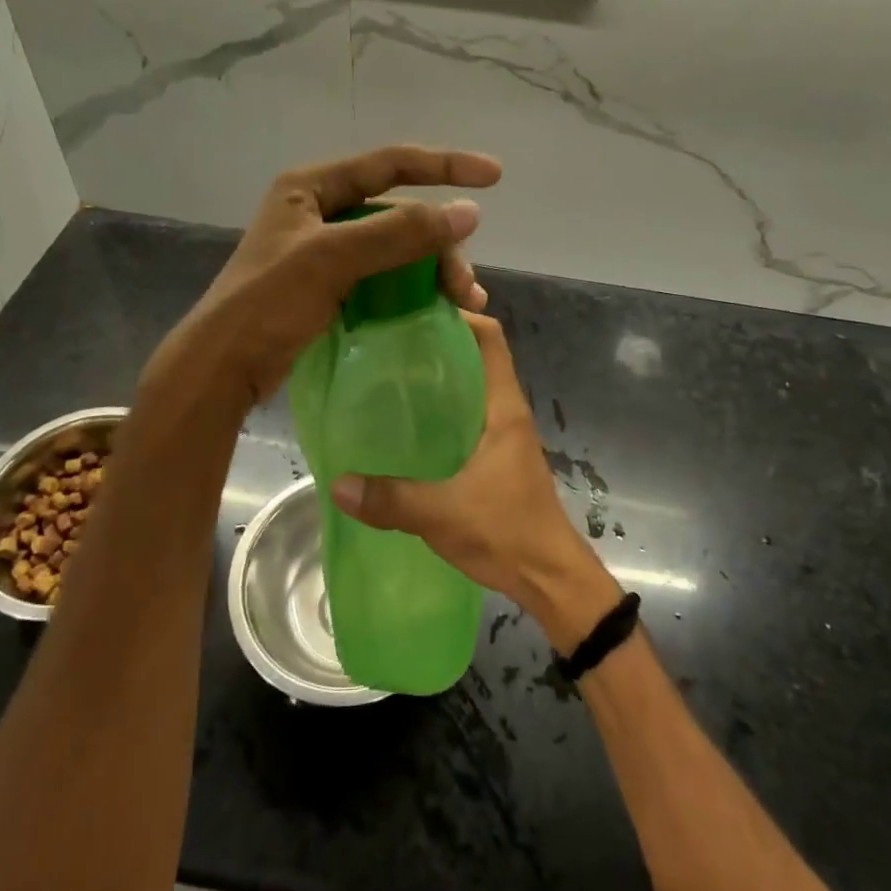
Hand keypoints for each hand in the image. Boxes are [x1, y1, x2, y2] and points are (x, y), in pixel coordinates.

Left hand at [171, 145, 501, 405]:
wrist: (222, 367)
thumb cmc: (268, 302)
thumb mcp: (333, 258)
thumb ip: (400, 232)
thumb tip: (469, 211)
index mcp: (312, 186)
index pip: (391, 163)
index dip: (445, 165)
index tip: (494, 176)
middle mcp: (320, 210)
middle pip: (399, 212)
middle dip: (440, 243)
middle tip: (466, 285)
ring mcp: (324, 249)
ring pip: (397, 246)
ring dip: (433, 269)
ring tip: (463, 301)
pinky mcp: (329, 285)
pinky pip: (385, 275)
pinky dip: (414, 287)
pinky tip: (438, 308)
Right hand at [329, 313, 621, 651]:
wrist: (552, 579)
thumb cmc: (507, 533)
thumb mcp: (443, 514)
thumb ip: (391, 499)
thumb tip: (338, 483)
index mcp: (504, 408)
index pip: (490, 339)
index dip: (461, 316)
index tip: (417, 310)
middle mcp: (507, 412)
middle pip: (478, 358)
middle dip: (440, 344)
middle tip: (390, 341)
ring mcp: (505, 435)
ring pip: (473, 388)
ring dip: (442, 378)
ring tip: (392, 376)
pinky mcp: (499, 458)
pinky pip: (469, 417)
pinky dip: (444, 409)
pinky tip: (411, 425)